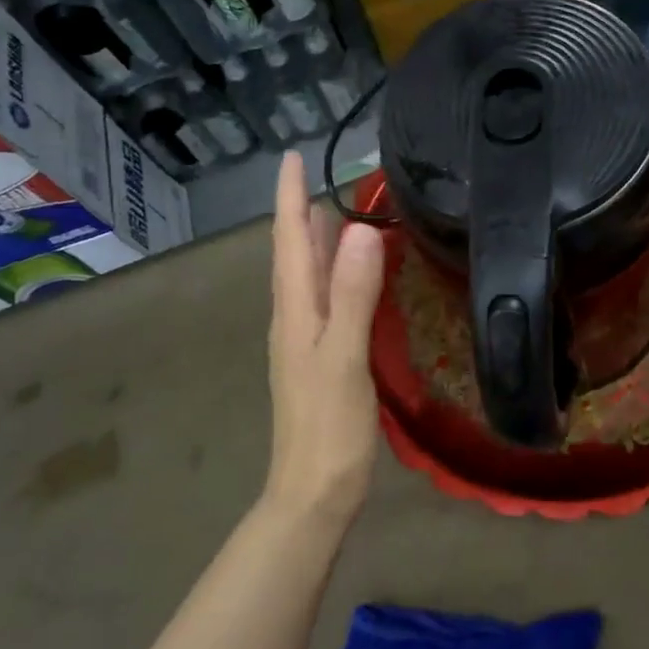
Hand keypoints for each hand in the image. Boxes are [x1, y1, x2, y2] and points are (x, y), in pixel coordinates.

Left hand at [265, 152, 384, 522]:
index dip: (289, 196)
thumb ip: (352, 294)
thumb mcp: (343, 357)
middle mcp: (294, 318)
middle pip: (294, 253)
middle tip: (322, 172)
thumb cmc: (329, 427)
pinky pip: (324, 298)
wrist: (313, 492)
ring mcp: (305, 340)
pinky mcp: (321, 357)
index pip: (288, 240)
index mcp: (296, 311)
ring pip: (307, 275)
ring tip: (334, 208)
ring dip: (315, 239)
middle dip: (302, 210)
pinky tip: (350, 274)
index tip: (293, 156)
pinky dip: (333, 272)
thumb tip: (360, 229)